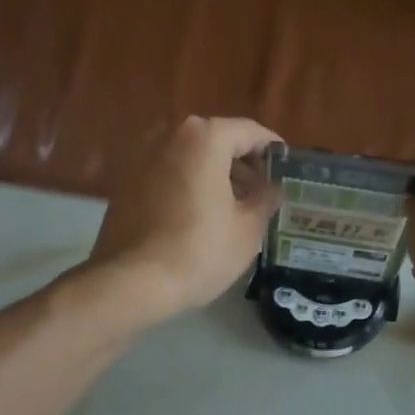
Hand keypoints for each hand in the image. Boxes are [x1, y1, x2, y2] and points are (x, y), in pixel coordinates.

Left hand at [85, 116, 282, 324]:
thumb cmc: (199, 252)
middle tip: (263, 193)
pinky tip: (200, 219)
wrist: (133, 282)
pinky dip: (189, 188)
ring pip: (191, 160)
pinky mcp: (127, 185)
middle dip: (243, 165)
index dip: (273, 150)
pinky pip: (169, 177)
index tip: (288, 170)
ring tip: (235, 209)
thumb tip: (274, 188)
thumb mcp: (248, 229)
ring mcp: (143, 159)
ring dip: (215, 177)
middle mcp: (170, 137)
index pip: (250, 132)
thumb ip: (266, 199)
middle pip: (217, 142)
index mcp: (204, 139)